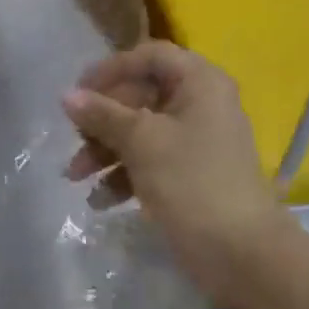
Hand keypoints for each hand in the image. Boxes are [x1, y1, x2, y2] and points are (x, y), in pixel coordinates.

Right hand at [62, 41, 292, 306]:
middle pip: (139, 96)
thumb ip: (102, 114)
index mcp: (199, 83)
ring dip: (104, 151)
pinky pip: (148, 161)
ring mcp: (195, 142)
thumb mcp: (141, 141)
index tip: (79, 93)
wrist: (241, 252)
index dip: (111, 69)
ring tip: (76, 177)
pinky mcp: (189, 175)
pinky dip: (122, 175)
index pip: (149, 56)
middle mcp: (200, 105)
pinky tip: (100, 200)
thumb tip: (67, 96)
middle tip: (75, 140)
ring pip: (139, 132)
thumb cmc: (192, 182)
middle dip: (101, 120)